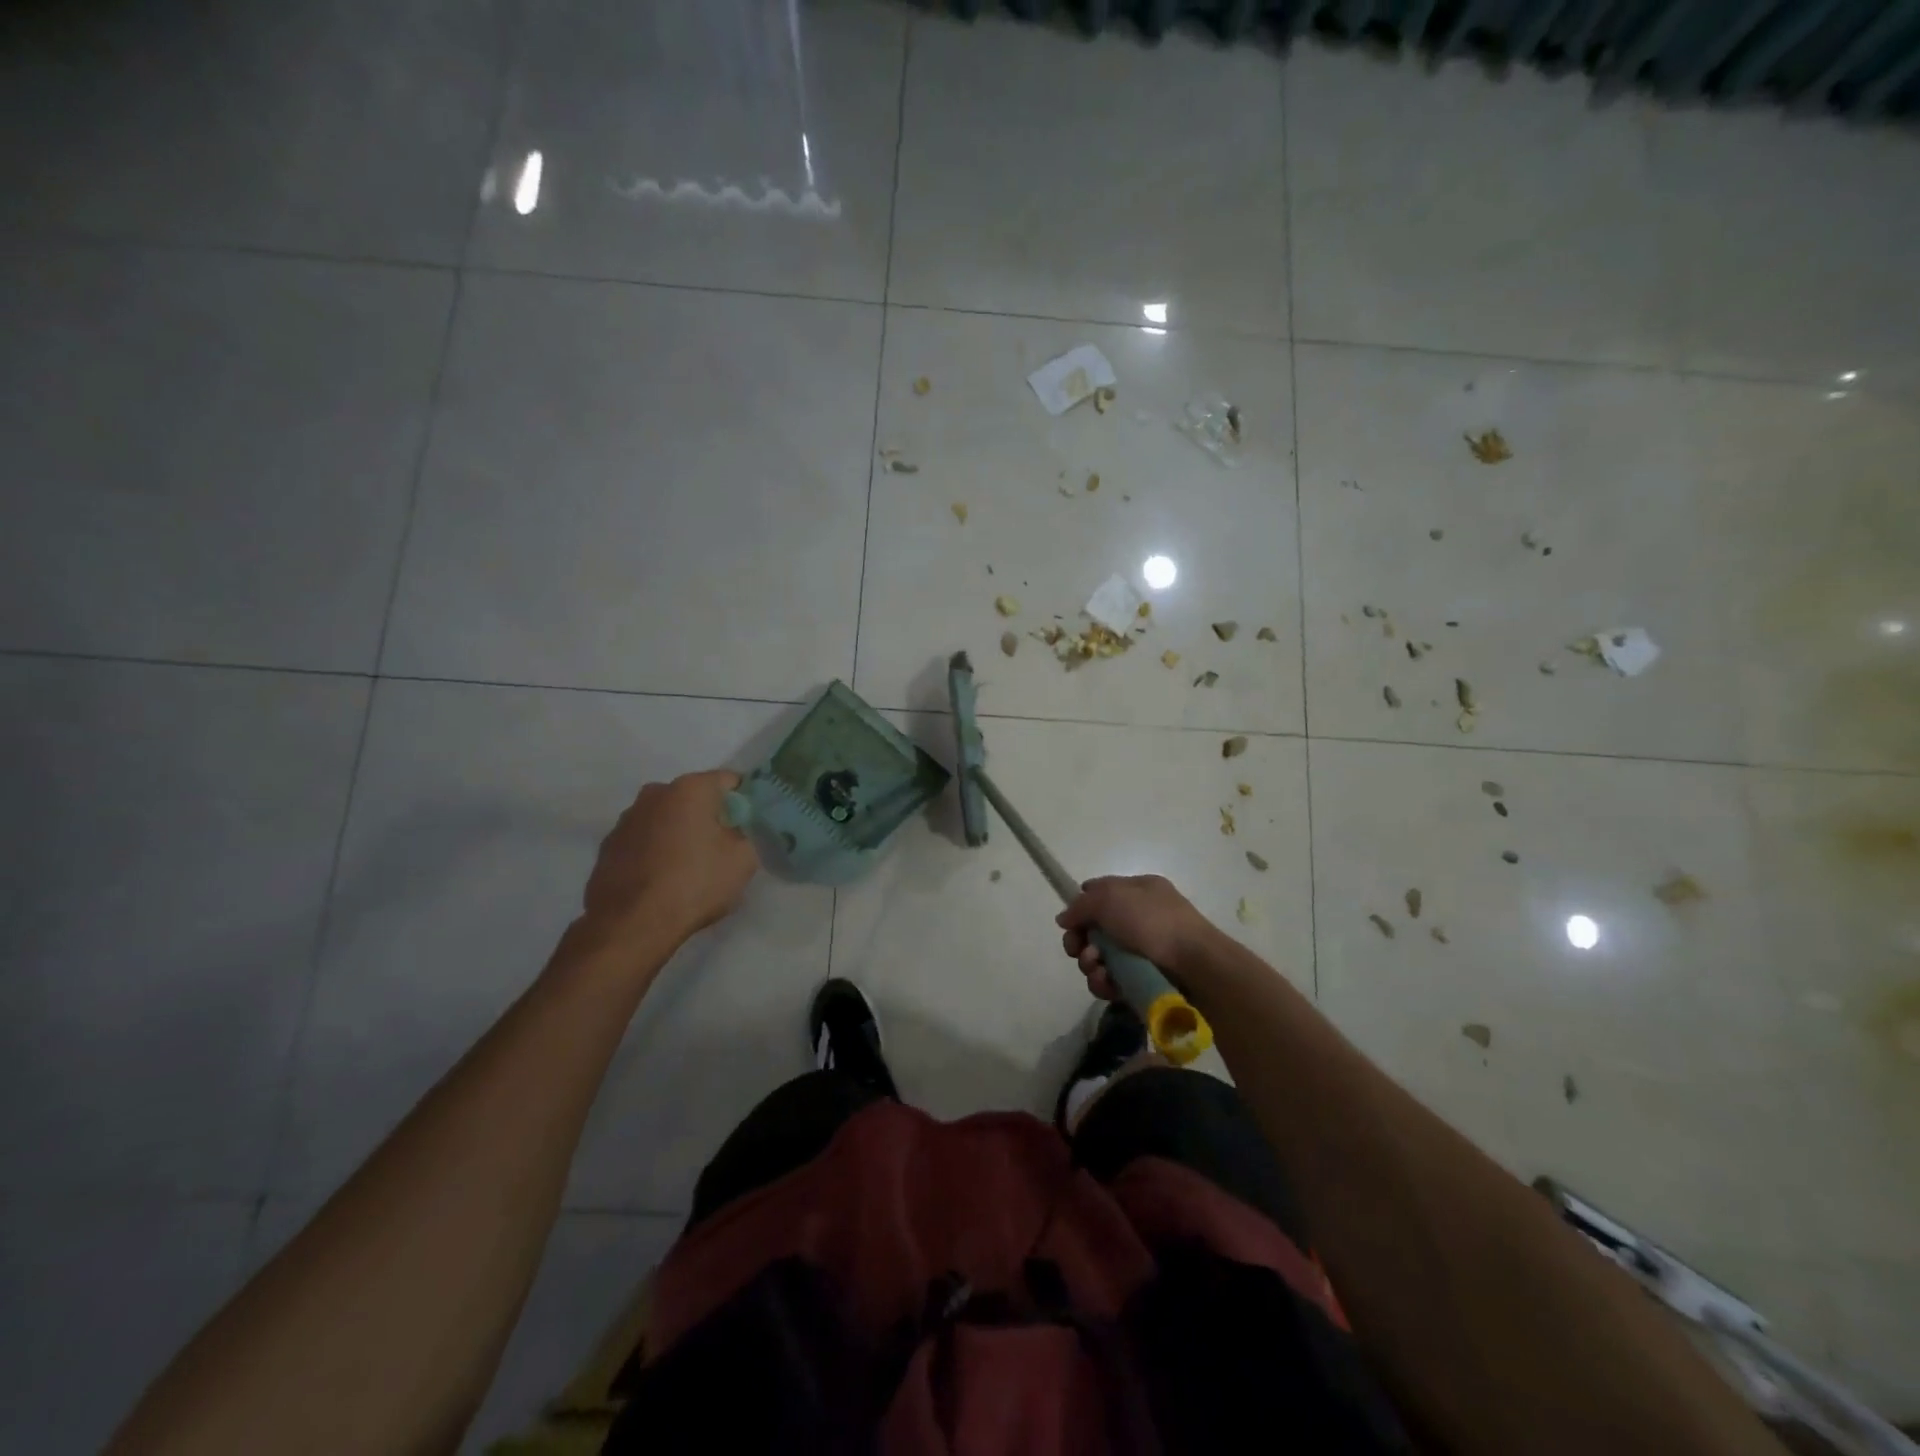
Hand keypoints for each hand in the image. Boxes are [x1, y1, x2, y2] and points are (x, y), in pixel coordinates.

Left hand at [583, 770, 758, 944]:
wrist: (632, 924)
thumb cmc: (695, 883)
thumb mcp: (743, 859)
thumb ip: (748, 834)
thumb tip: (738, 830)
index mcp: (690, 788)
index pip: (729, 781)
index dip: (744, 802)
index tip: (750, 826)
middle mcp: (654, 793)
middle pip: (695, 798)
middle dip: (710, 817)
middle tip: (723, 848)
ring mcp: (626, 819)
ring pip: (666, 818)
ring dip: (680, 833)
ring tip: (690, 868)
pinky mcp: (609, 846)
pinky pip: (644, 840)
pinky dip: (656, 851)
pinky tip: (663, 879)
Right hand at [1056, 875, 1217, 1001]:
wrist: (1195, 965)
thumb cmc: (1153, 922)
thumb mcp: (1111, 899)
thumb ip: (1081, 905)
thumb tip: (1064, 918)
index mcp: (1138, 891)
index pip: (1100, 893)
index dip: (1081, 907)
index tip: (1069, 922)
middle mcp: (1140, 919)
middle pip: (1095, 929)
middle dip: (1080, 941)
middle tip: (1078, 950)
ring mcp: (1143, 951)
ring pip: (1100, 958)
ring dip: (1090, 964)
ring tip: (1098, 969)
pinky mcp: (1143, 980)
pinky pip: (1113, 981)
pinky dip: (1104, 983)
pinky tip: (1107, 984)